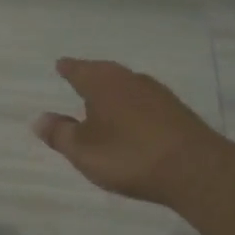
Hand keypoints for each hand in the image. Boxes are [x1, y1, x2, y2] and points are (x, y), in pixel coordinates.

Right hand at [33, 58, 229, 207]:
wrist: (195, 169)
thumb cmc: (129, 156)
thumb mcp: (84, 151)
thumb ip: (60, 134)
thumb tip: (39, 118)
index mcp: (102, 83)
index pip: (78, 70)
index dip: (68, 69)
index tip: (60, 65)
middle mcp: (130, 80)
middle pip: (105, 72)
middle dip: (91, 76)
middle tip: (79, 77)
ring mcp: (157, 93)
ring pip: (127, 85)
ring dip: (114, 91)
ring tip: (103, 100)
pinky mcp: (177, 111)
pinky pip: (145, 101)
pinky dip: (133, 106)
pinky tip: (132, 119)